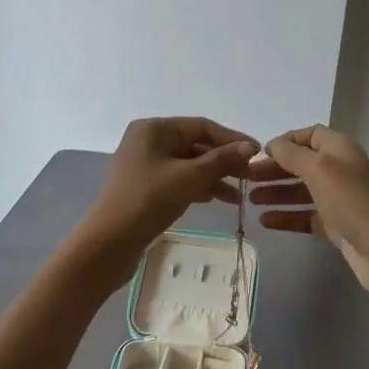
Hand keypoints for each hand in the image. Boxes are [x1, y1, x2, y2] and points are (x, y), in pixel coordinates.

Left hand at [83, 117, 258, 264]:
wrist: (110, 243)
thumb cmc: (149, 201)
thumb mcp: (190, 177)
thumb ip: (221, 160)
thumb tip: (251, 147)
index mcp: (154, 129)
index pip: (202, 126)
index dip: (233, 139)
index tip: (259, 154)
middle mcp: (148, 140)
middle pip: (196, 145)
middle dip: (225, 161)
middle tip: (252, 177)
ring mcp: (146, 164)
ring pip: (189, 164)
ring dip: (215, 177)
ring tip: (240, 195)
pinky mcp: (146, 187)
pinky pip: (179, 179)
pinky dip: (199, 187)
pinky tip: (219, 200)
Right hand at [249, 125, 368, 301]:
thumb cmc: (351, 200)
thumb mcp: (319, 169)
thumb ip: (292, 155)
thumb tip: (272, 145)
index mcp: (340, 149)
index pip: (310, 135)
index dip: (286, 141)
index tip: (260, 153)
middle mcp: (339, 170)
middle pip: (302, 164)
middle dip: (275, 169)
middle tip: (247, 178)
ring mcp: (338, 200)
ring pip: (301, 191)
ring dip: (276, 193)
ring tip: (250, 200)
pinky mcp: (335, 226)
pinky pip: (305, 217)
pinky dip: (286, 217)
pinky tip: (265, 221)